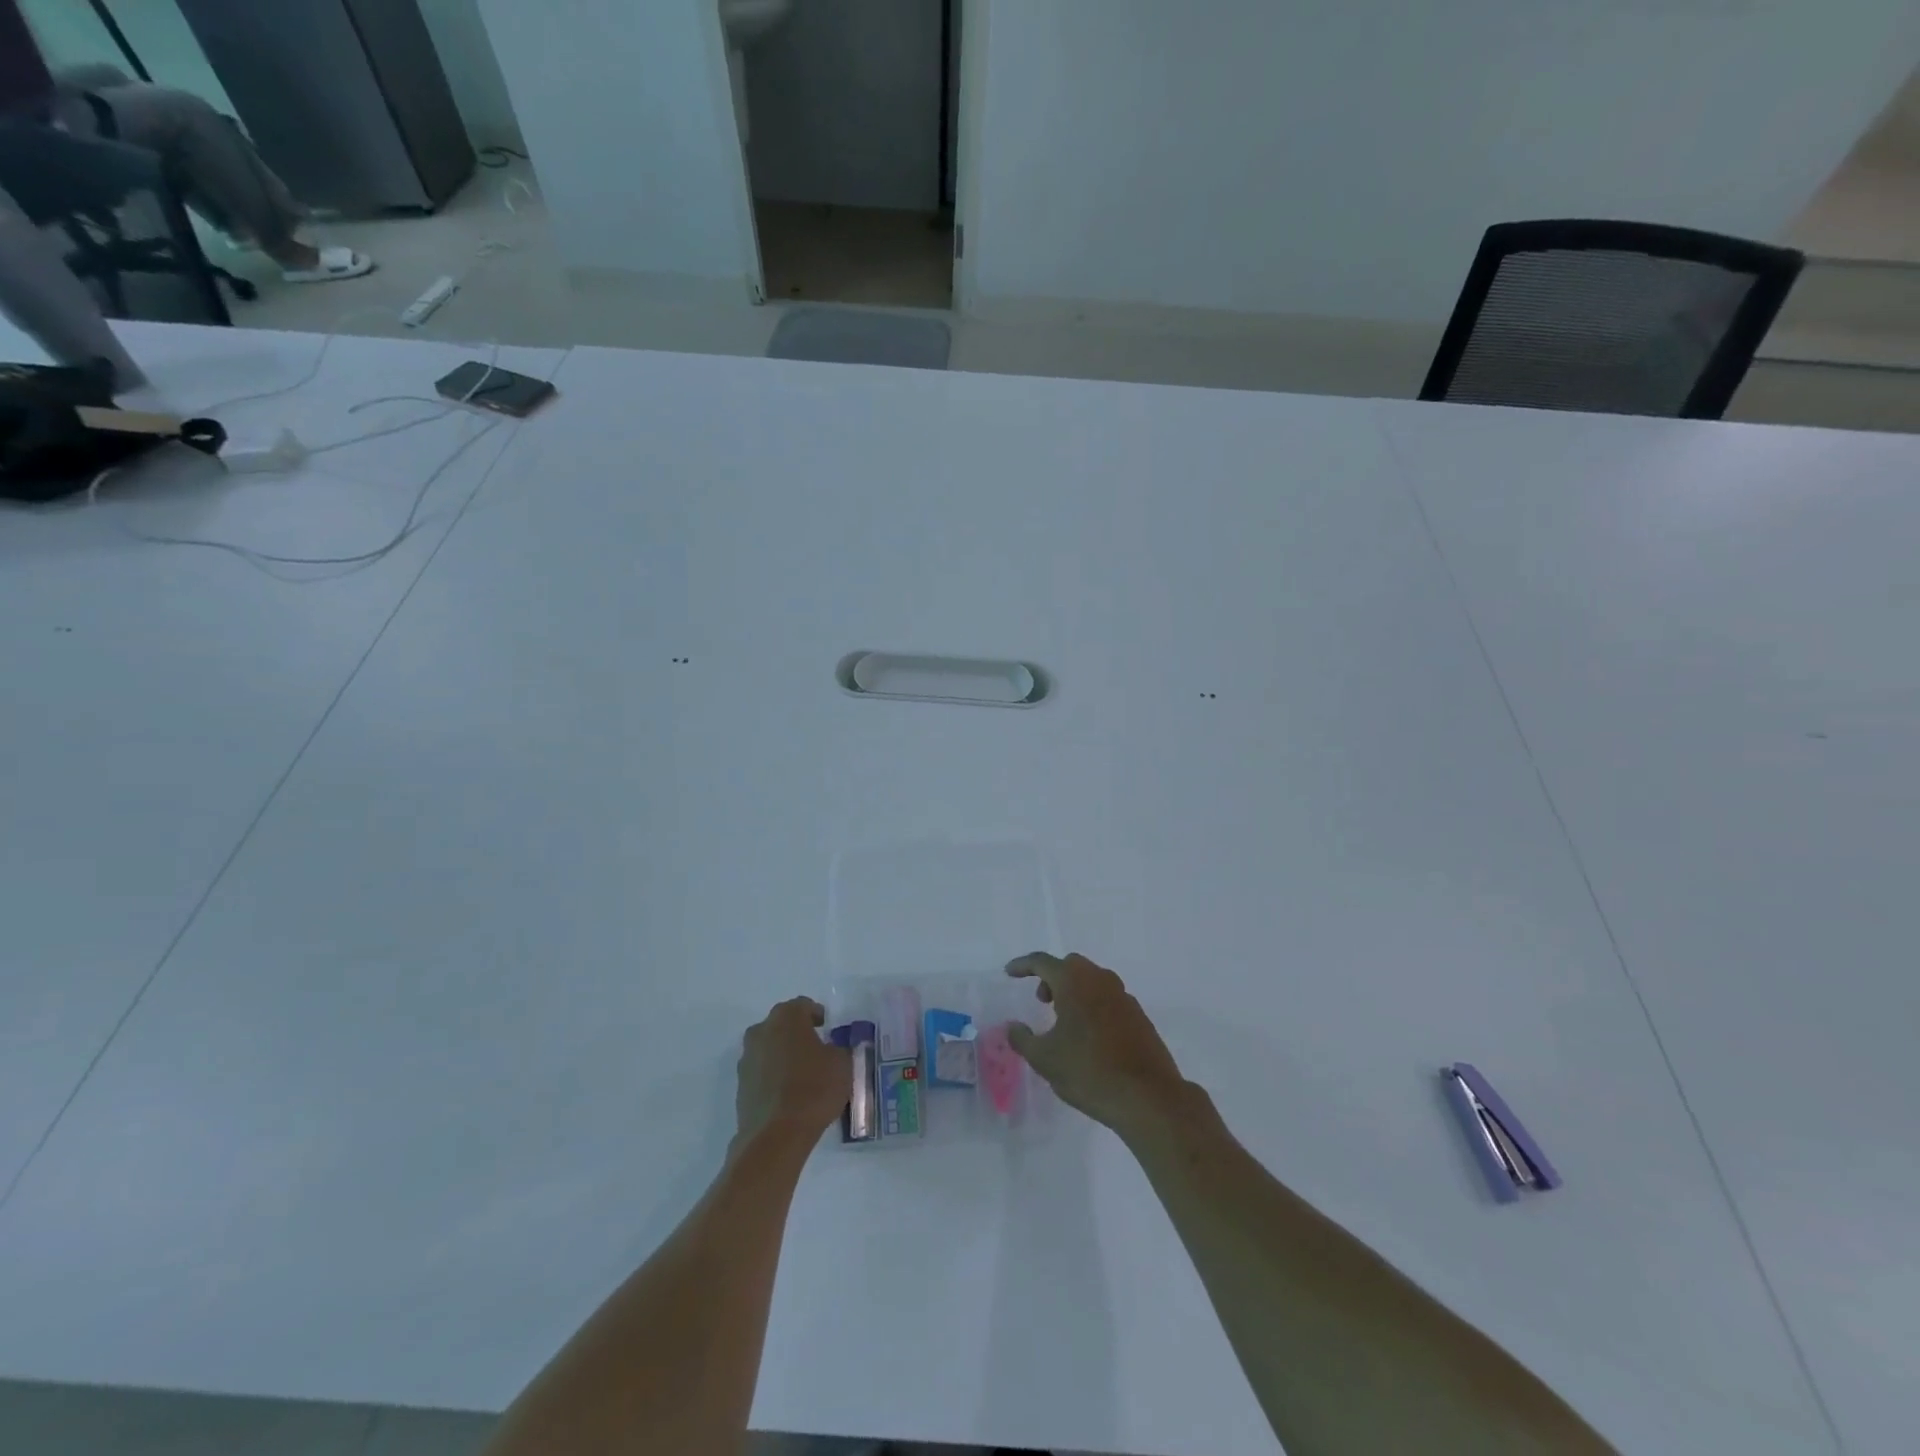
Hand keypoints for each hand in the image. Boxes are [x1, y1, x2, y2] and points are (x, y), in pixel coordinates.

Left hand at [734, 998, 850, 1151]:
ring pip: (769, 1048)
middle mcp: (761, 1031)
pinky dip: (773, 1076)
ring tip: (802, 1074)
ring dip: (783, 1054)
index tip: (827, 1028)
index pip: (803, 1006)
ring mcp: (747, 1059)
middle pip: (782, 1024)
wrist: (776, 1136)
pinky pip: (761, 1072)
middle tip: (816, 1049)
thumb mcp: (842, 1063)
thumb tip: (831, 1049)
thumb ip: (838, 1048)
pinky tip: (788, 1094)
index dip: (817, 1015)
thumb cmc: (814, 1089)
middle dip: (797, 1033)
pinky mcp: (740, 1086)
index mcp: (786, 1017)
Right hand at [1005, 953, 1190, 1137]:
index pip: (1042, 962)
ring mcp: (1124, 996)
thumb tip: (1013, 1027)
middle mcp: (1100, 980)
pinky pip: (1109, 999)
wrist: (1148, 1097)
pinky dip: (1093, 1006)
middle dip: (1052, 977)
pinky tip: (1090, 1036)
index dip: (1023, 966)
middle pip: (1071, 966)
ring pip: (1093, 980)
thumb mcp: (1045, 1059)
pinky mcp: (1139, 1016)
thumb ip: (1023, 1039)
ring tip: (1064, 1021)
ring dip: (1074, 991)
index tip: (1009, 972)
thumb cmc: (1089, 1071)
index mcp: (1074, 982)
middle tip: (1042, 1000)